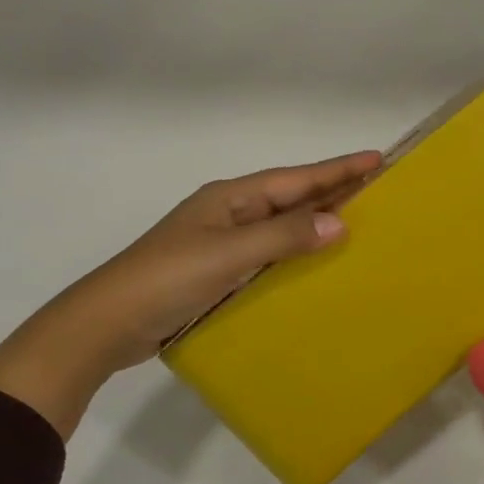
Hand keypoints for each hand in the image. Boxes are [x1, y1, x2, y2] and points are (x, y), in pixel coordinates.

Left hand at [0, 151, 381, 437]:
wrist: (105, 325)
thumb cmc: (167, 279)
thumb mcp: (228, 253)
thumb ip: (284, 236)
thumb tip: (340, 222)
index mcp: (231, 197)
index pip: (296, 178)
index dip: (337, 169)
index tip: (377, 158)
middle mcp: (230, 213)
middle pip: (291, 197)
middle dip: (333, 190)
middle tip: (378, 187)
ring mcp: (223, 243)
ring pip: (282, 226)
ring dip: (317, 222)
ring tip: (359, 221)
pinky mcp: (219, 272)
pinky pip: (271, 254)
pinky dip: (297, 253)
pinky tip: (316, 264)